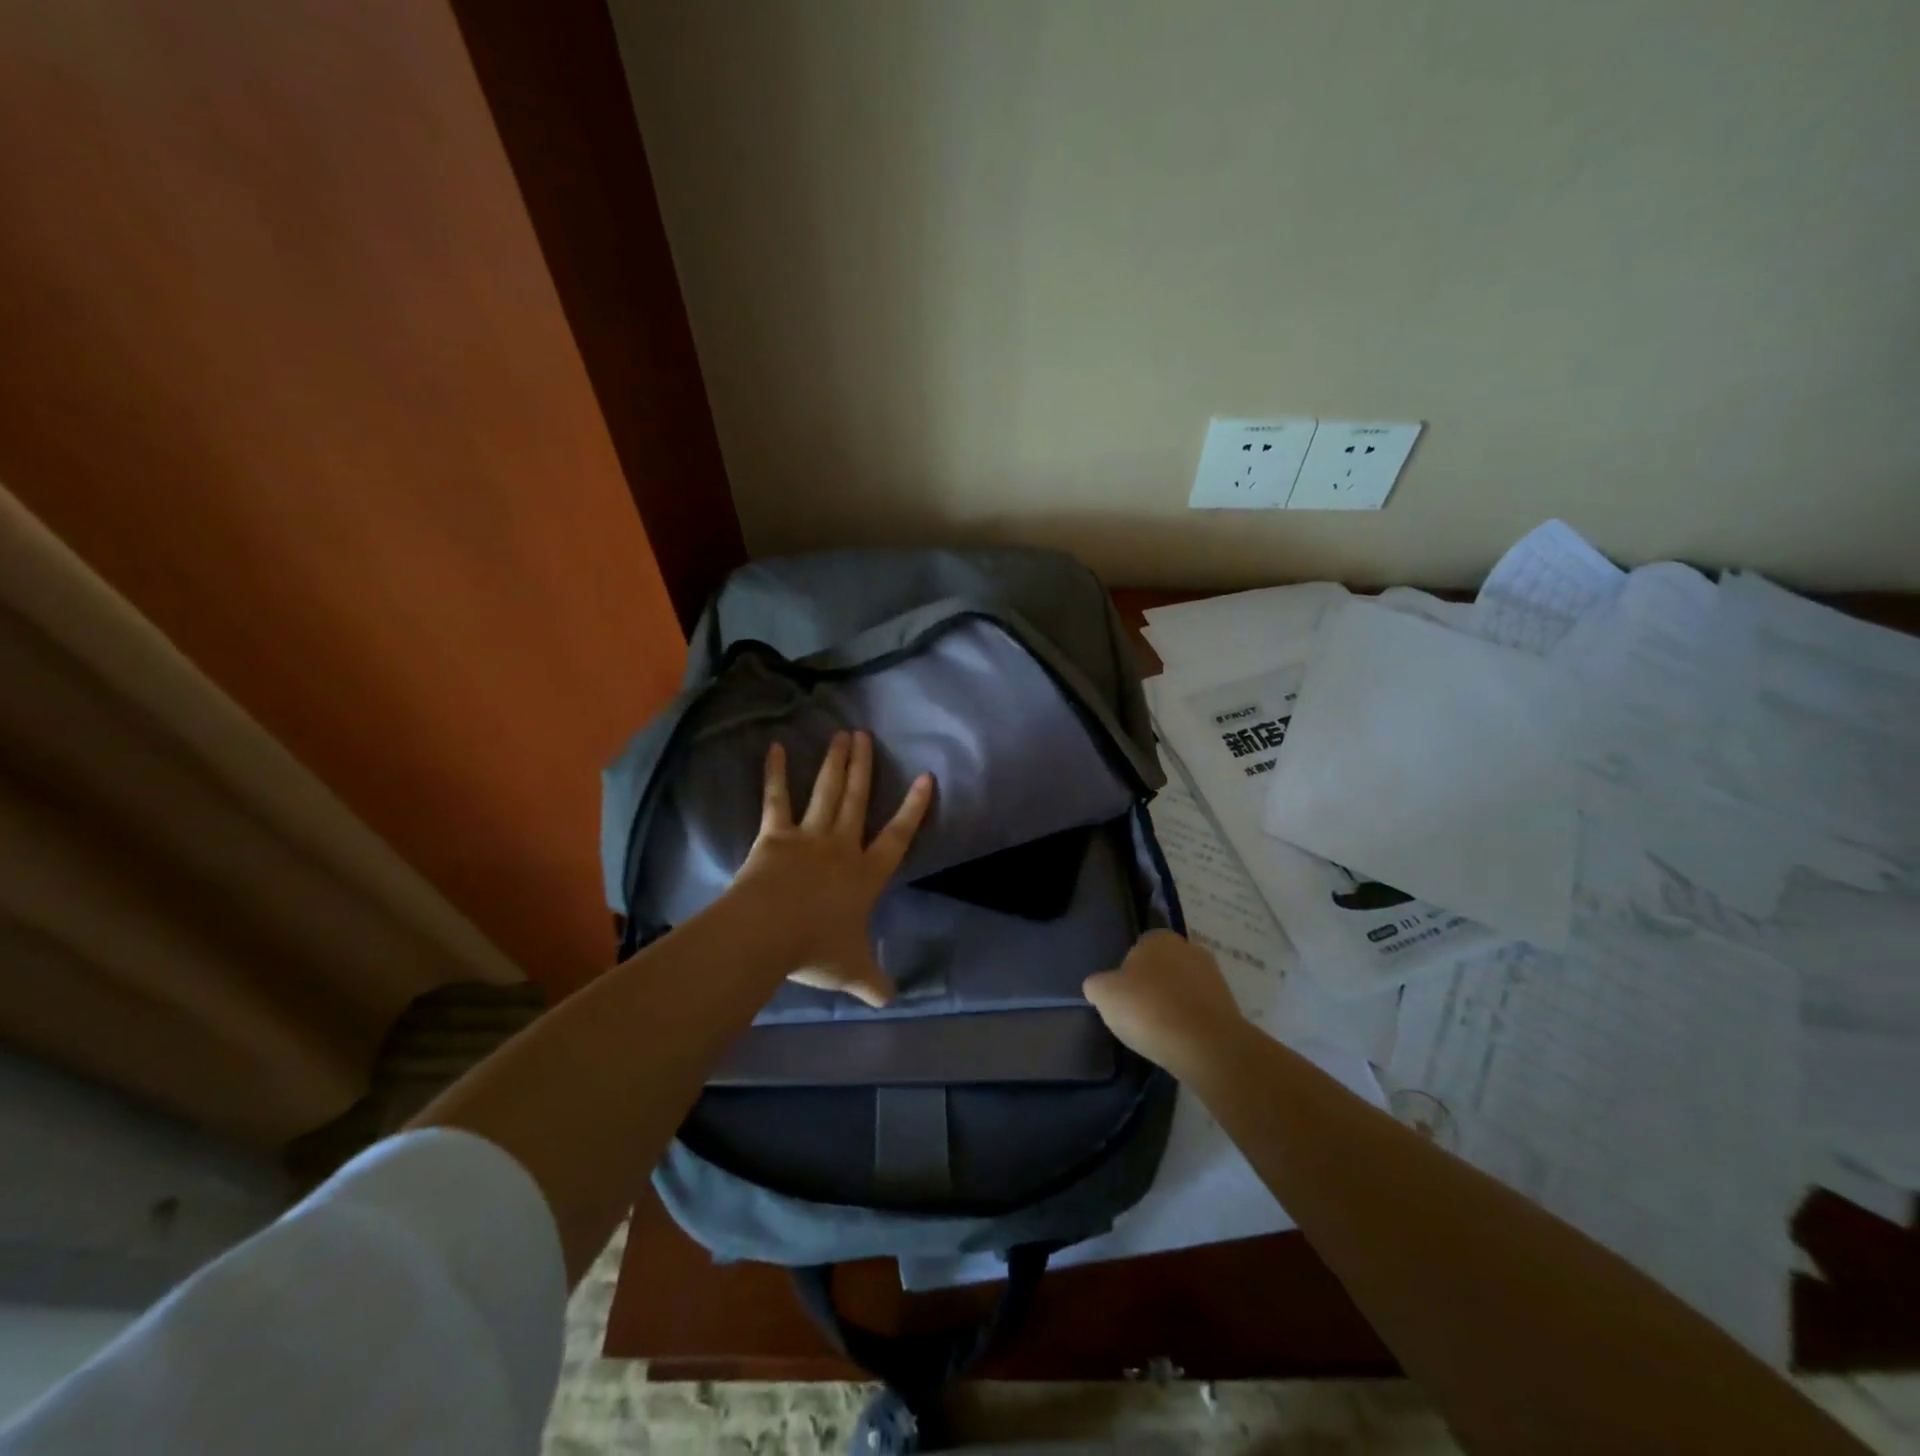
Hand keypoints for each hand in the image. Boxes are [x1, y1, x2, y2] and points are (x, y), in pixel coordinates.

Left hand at [732, 730, 934, 1007]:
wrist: (770, 932)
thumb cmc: (816, 949)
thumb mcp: (852, 970)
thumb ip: (874, 982)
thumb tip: (891, 1002)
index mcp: (865, 874)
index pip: (897, 836)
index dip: (913, 808)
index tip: (925, 778)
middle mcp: (841, 846)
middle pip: (857, 800)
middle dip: (864, 768)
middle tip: (865, 736)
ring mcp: (808, 836)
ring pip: (827, 792)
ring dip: (835, 763)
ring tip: (841, 735)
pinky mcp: (775, 835)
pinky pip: (776, 799)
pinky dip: (775, 774)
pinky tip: (775, 748)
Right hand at [1082, 930, 1247, 1079]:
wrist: (1206, 1046)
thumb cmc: (1148, 1009)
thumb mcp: (1104, 994)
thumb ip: (1097, 985)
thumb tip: (1100, 987)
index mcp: (1158, 938)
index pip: (1136, 950)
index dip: (1127, 975)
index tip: (1123, 999)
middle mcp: (1189, 948)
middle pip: (1162, 968)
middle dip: (1152, 987)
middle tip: (1139, 1015)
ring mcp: (1214, 976)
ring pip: (1183, 989)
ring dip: (1172, 1005)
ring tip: (1159, 1032)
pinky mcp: (1229, 1006)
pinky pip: (1199, 1011)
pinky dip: (1190, 1022)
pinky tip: (1180, 1040)